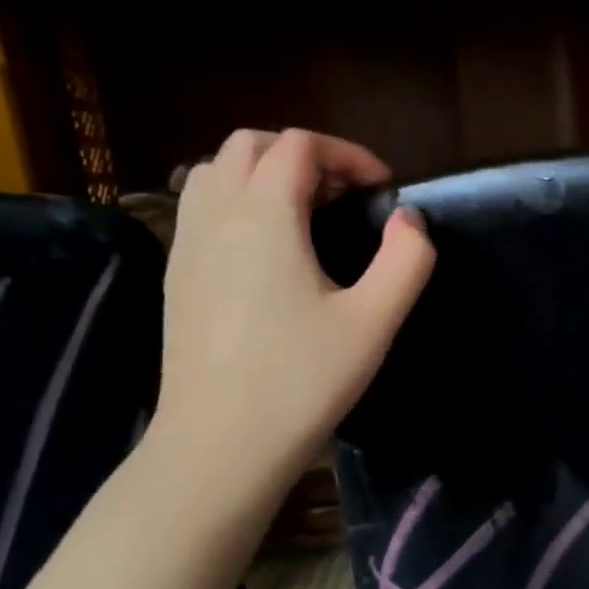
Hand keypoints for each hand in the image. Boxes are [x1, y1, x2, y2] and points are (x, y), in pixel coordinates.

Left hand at [151, 128, 433, 497]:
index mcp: (264, 214)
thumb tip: (411, 219)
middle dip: (304, 155)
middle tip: (347, 196)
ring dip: (263, 173)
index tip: (384, 189)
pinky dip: (237, 202)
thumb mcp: (374, 321)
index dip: (348, 155)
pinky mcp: (177, 276)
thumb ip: (406, 260)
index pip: (300, 146)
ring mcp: (186, 244)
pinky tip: (268, 251)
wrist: (221, 443)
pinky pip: (200, 209)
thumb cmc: (303, 379)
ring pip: (215, 172)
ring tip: (307, 214)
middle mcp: (215, 214)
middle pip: (250, 146)